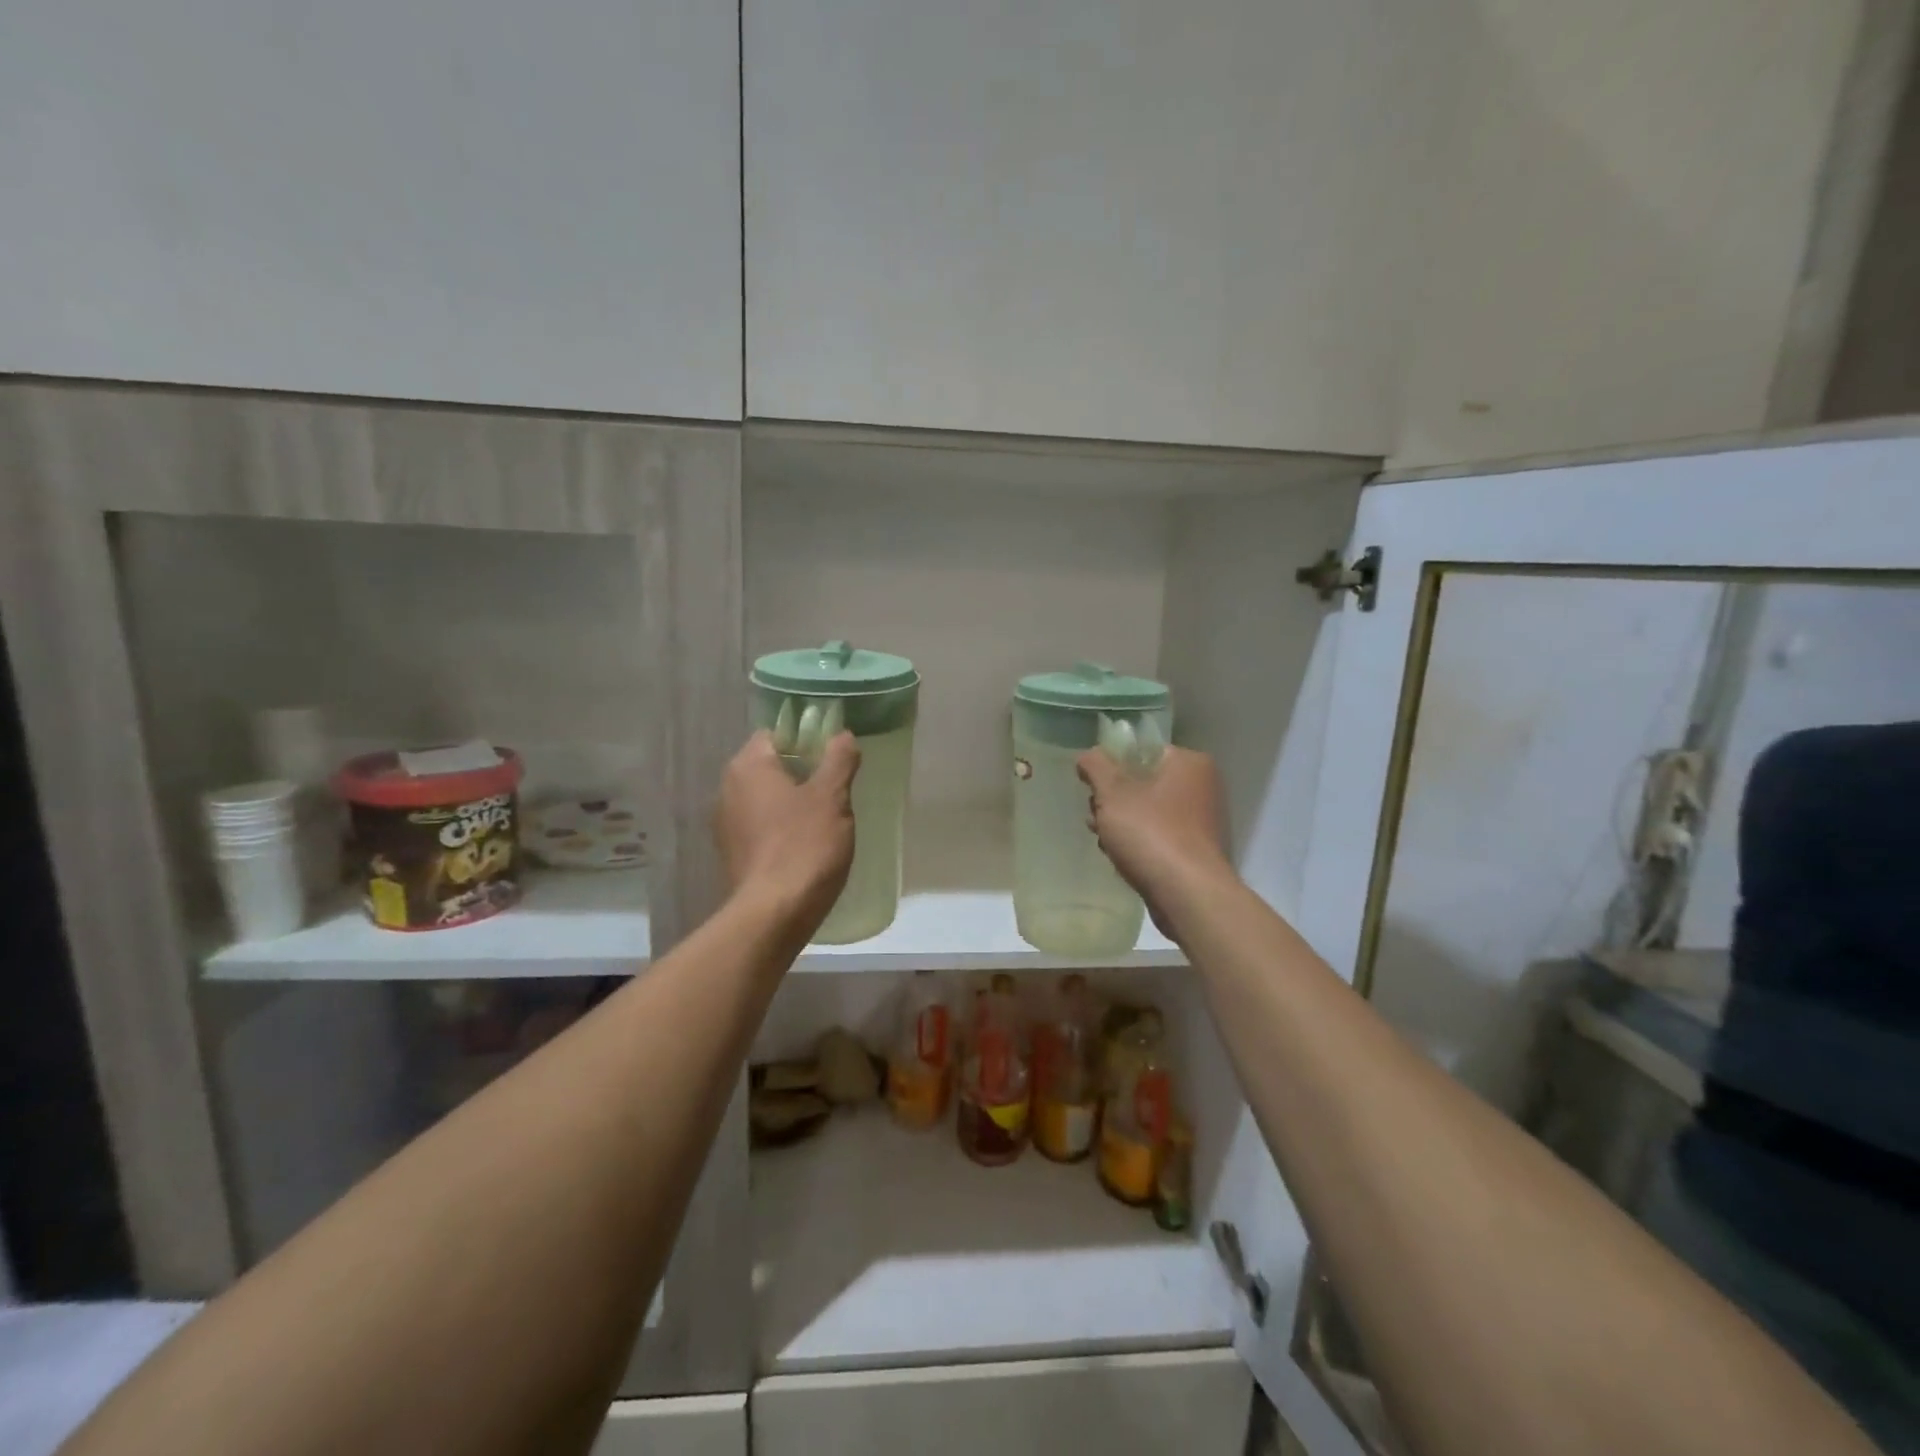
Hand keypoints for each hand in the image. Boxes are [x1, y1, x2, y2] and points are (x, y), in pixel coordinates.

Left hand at [717, 730, 859, 932]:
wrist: (774, 913)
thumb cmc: (804, 845)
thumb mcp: (832, 796)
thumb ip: (838, 759)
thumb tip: (843, 736)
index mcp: (747, 766)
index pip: (775, 733)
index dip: (805, 739)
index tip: (833, 756)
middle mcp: (728, 789)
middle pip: (770, 766)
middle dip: (802, 772)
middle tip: (836, 786)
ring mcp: (726, 824)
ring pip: (766, 798)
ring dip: (792, 802)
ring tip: (826, 817)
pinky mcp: (733, 854)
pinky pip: (761, 827)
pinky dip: (782, 828)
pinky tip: (807, 844)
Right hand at [1077, 745, 1232, 929]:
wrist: (1187, 895)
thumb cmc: (1150, 833)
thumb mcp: (1113, 793)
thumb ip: (1096, 766)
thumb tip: (1088, 755)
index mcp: (1189, 763)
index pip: (1143, 751)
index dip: (1112, 765)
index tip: (1092, 784)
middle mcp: (1201, 787)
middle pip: (1143, 782)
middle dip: (1114, 798)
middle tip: (1095, 814)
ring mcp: (1200, 821)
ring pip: (1148, 811)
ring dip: (1121, 822)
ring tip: (1102, 838)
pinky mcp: (1194, 851)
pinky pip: (1158, 835)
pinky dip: (1138, 842)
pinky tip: (1118, 856)